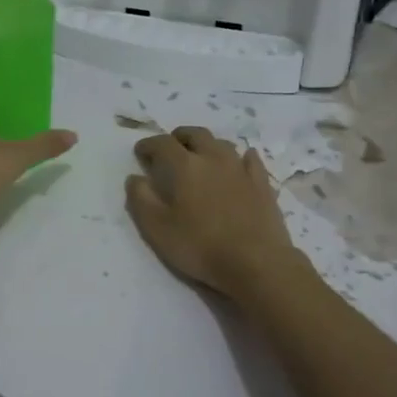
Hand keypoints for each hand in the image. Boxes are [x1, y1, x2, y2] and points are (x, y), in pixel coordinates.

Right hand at [125, 127, 303, 296]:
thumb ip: (141, 199)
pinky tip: (240, 162)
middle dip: (179, 137)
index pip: (162, 144)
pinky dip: (240, 156)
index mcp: (185, 166)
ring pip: (222, 144)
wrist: (256, 262)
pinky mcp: (262, 184)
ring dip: (207, 145)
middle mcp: (213, 158)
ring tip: (200, 156)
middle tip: (171, 148)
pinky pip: (250, 159)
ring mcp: (241, 169)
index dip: (148, 145)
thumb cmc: (200, 246)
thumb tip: (135, 178)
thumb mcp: (157, 229)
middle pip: (195, 135)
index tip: (140, 152)